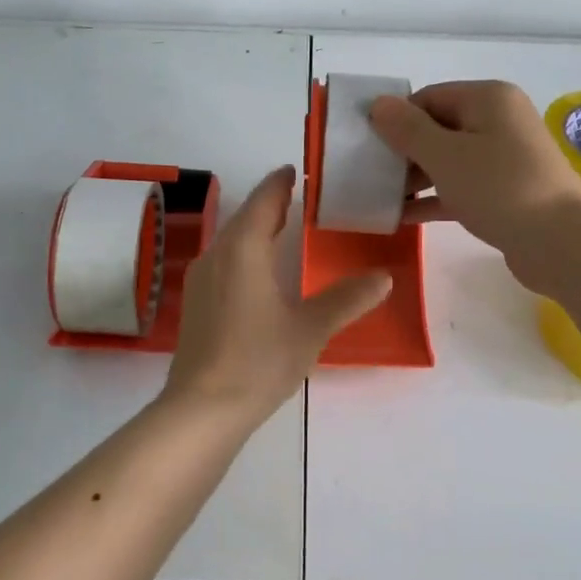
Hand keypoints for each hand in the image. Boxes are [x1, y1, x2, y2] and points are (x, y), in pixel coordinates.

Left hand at [163, 166, 391, 424]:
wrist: (202, 409)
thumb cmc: (258, 360)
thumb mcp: (310, 328)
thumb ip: (347, 299)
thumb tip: (384, 277)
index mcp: (243, 249)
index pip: (264, 200)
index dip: (281, 183)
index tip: (298, 170)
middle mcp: (217, 254)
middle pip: (245, 217)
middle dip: (270, 204)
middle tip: (302, 198)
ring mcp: (201, 279)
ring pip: (231, 240)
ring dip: (256, 229)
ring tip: (284, 229)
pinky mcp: (196, 303)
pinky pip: (223, 261)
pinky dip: (244, 252)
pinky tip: (259, 272)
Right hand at [370, 81, 580, 290]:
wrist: (561, 243)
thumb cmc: (499, 188)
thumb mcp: (444, 155)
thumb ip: (407, 129)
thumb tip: (378, 103)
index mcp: (488, 99)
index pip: (428, 98)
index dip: (397, 120)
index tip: (367, 147)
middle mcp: (499, 121)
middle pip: (438, 128)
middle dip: (403, 152)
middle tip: (370, 175)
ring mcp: (505, 158)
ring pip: (448, 160)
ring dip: (415, 178)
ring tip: (381, 198)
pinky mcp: (506, 192)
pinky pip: (461, 187)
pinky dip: (435, 198)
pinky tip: (403, 217)